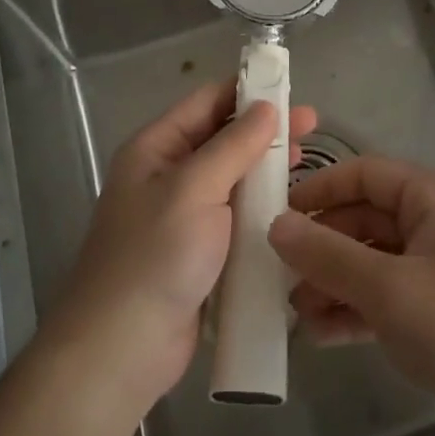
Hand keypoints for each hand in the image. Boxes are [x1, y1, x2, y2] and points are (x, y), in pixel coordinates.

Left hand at [45, 79, 315, 414]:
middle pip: (221, 139)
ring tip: (307, 161)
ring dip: (265, 168)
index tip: (289, 88)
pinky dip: (259, 207)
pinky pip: (233, 216)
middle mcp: (167, 175)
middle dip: (264, 130)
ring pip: (231, 179)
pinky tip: (290, 206)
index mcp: (155, 149)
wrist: (122, 348)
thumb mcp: (195, 189)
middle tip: (312, 126)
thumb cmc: (155, 256)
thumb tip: (264, 107)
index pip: (205, 103)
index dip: (246, 91)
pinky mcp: (198, 252)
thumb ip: (233, 145)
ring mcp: (182, 215)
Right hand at [267, 154, 434, 430]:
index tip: (275, 217)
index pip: (364, 174)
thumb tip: (275, 225)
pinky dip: (358, 310)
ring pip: (375, 261)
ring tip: (295, 312)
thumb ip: (328, 255)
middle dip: (322, 247)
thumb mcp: (390, 289)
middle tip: (278, 275)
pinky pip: (390, 297)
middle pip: (366, 219)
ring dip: (335, 282)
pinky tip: (323, 334)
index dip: (319, 191)